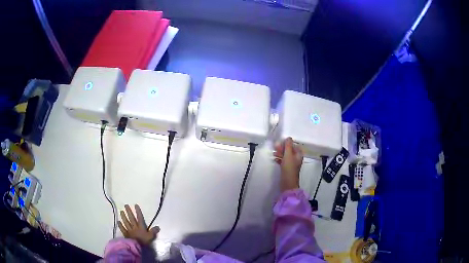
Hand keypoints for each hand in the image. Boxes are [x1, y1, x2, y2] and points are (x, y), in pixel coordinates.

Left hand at [118, 204, 159, 244]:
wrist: (136, 246)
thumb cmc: (143, 241)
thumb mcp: (150, 236)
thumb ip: (153, 231)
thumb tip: (158, 227)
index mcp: (140, 227)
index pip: (139, 218)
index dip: (138, 211)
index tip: (135, 205)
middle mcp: (134, 227)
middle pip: (131, 218)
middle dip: (129, 212)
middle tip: (126, 205)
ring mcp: (129, 230)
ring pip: (126, 222)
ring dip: (123, 217)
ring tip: (121, 211)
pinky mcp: (126, 234)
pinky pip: (123, 229)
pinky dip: (120, 225)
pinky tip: (118, 221)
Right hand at [274, 137, 303, 191]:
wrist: (288, 183)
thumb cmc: (289, 168)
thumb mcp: (288, 155)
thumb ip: (288, 146)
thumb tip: (288, 138)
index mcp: (299, 155)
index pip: (294, 145)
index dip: (287, 143)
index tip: (280, 142)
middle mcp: (296, 158)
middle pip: (289, 150)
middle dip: (282, 148)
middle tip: (275, 147)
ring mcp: (291, 164)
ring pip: (285, 155)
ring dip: (280, 153)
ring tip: (273, 153)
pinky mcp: (287, 168)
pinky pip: (283, 161)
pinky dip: (279, 159)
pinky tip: (274, 159)